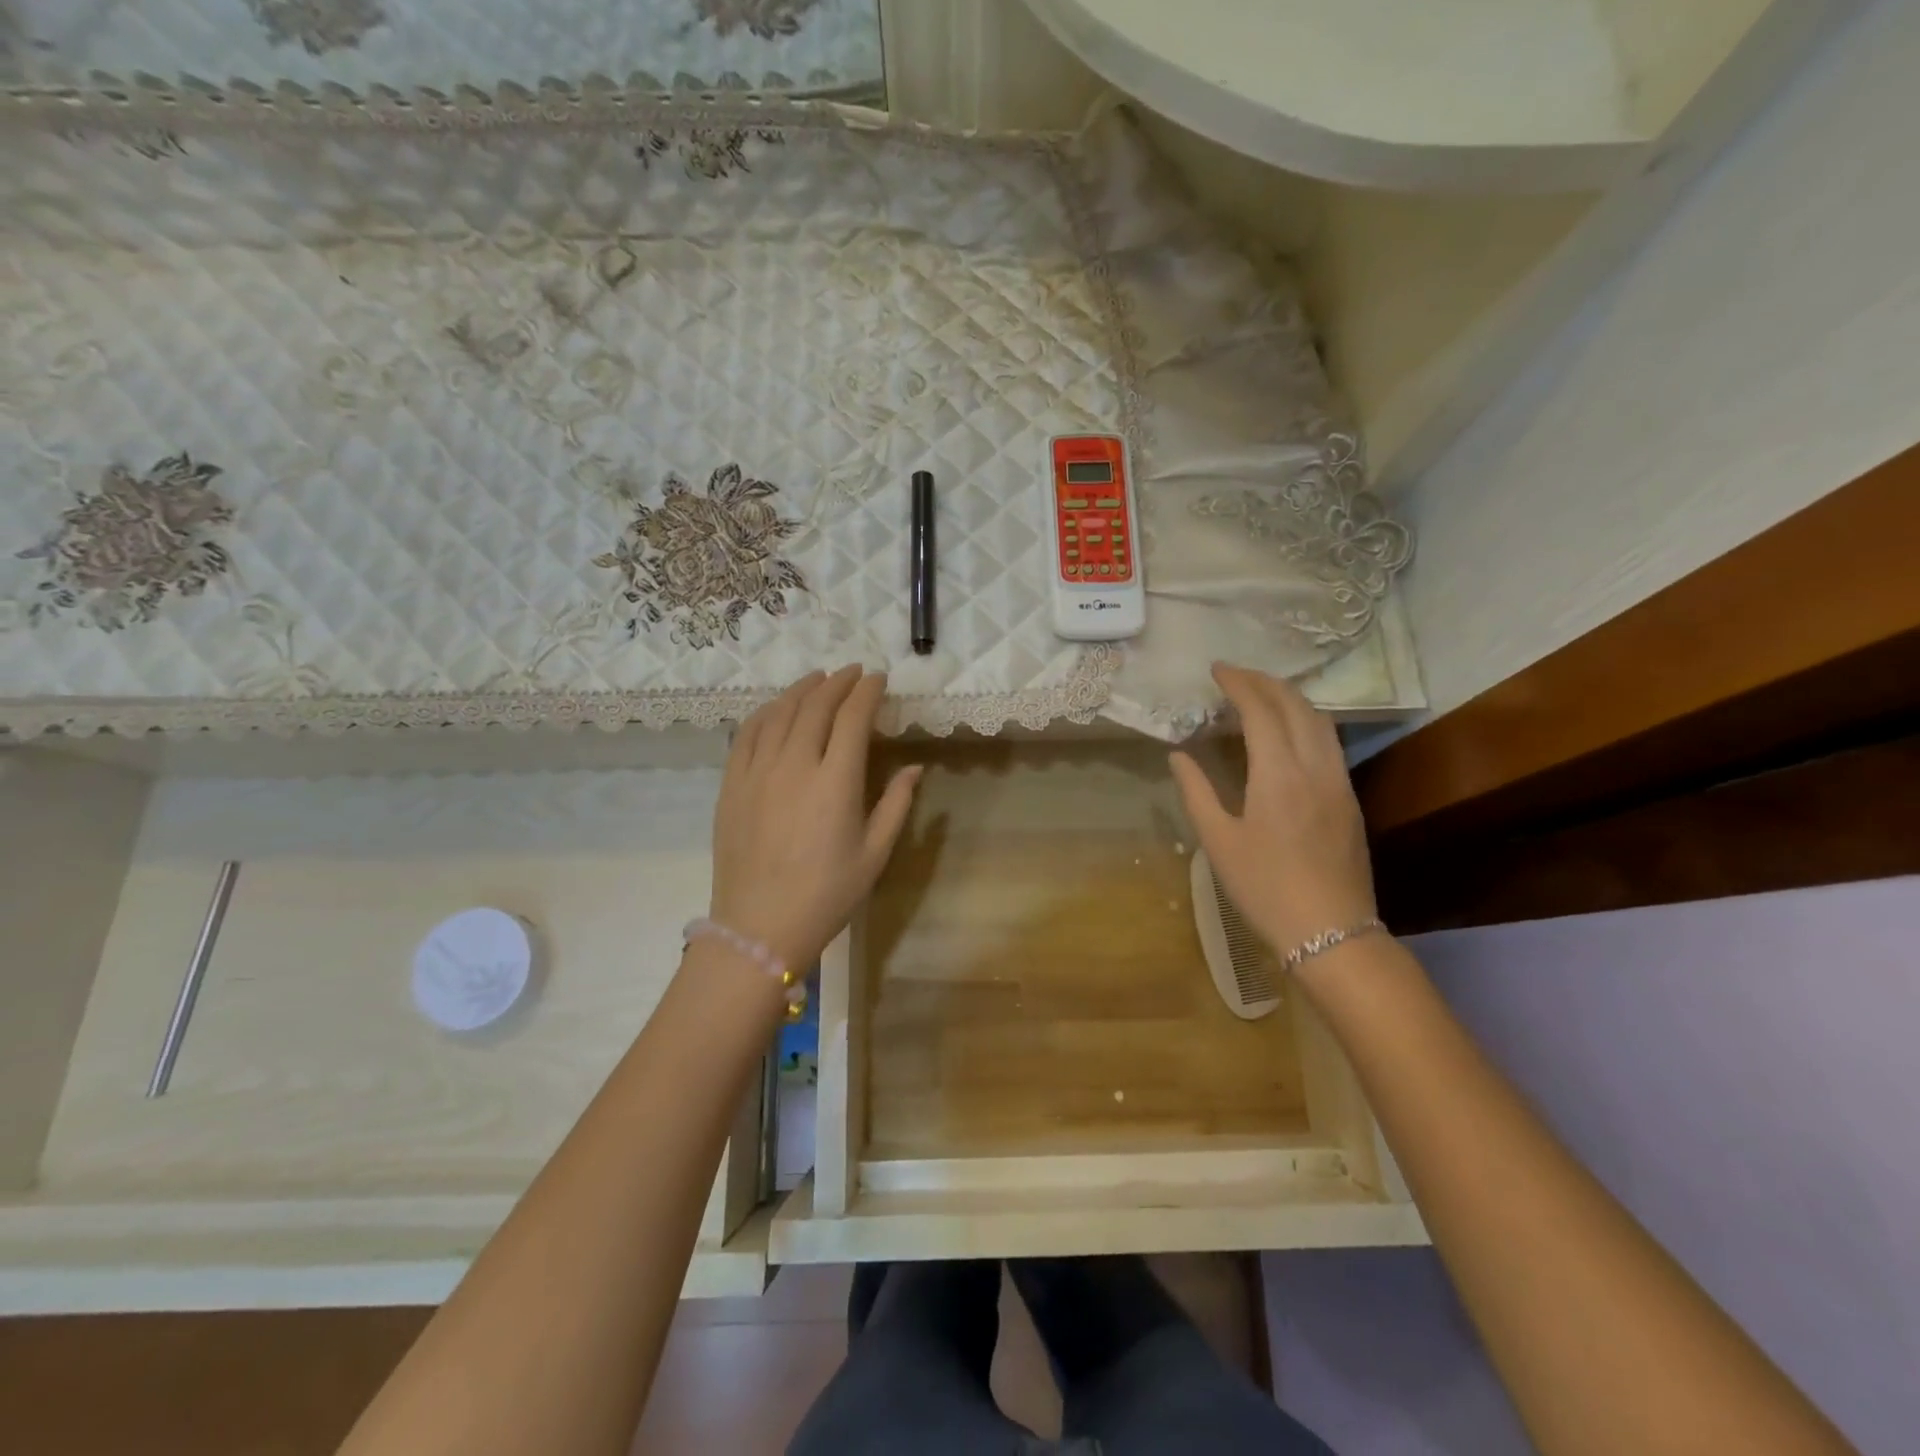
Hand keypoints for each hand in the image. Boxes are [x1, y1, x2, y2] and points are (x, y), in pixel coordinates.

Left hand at [709, 666, 921, 972]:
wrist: (760, 927)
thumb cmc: (827, 894)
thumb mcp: (874, 853)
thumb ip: (896, 804)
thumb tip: (915, 767)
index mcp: (835, 781)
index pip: (852, 717)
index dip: (867, 692)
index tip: (878, 679)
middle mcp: (794, 765)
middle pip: (816, 706)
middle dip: (838, 683)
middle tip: (853, 672)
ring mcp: (757, 771)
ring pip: (779, 712)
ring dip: (802, 689)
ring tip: (818, 679)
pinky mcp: (731, 784)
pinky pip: (747, 733)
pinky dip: (766, 711)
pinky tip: (776, 708)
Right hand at [1169, 663, 1377, 957]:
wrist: (1330, 931)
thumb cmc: (1264, 887)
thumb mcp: (1218, 841)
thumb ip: (1197, 791)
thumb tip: (1179, 755)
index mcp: (1278, 774)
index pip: (1260, 710)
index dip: (1238, 684)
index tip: (1217, 670)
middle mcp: (1315, 767)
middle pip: (1296, 706)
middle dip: (1265, 682)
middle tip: (1236, 675)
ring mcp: (1338, 781)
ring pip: (1320, 721)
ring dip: (1290, 698)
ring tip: (1261, 694)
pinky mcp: (1349, 798)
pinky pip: (1329, 742)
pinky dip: (1306, 721)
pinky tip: (1289, 732)